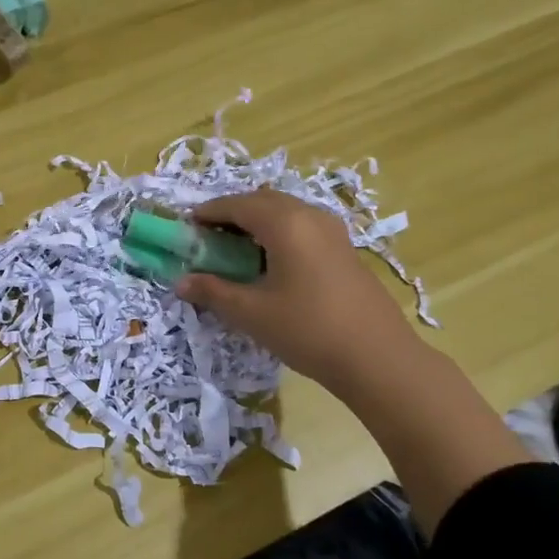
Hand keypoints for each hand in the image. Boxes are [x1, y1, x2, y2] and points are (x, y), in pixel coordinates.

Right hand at [175, 189, 414, 396]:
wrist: (377, 358)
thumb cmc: (308, 330)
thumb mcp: (252, 313)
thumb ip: (213, 292)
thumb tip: (181, 283)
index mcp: (285, 223)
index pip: (238, 204)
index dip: (209, 212)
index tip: (187, 226)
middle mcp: (310, 216)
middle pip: (264, 201)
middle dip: (233, 214)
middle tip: (209, 238)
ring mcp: (333, 231)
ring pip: (287, 212)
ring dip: (258, 223)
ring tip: (237, 251)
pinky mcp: (345, 249)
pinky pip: (303, 227)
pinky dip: (279, 234)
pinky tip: (271, 264)